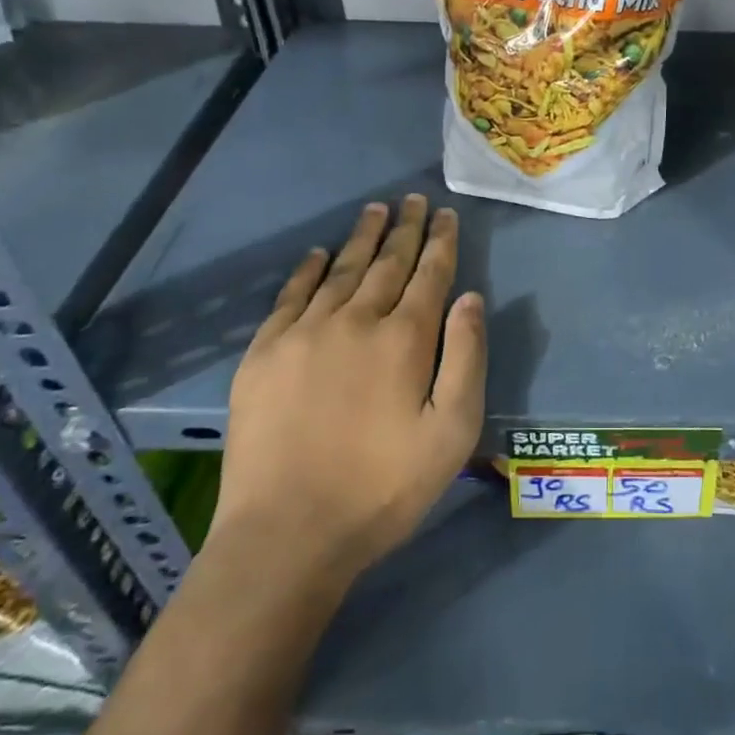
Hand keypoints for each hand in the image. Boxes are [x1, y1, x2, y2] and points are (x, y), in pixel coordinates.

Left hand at [211, 195, 485, 580]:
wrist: (286, 534)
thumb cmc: (383, 488)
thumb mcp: (452, 431)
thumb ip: (466, 357)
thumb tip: (470, 297)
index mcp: (405, 338)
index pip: (429, 274)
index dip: (440, 241)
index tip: (445, 214)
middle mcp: (355, 320)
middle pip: (387, 262)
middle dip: (405, 228)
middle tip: (413, 200)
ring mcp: (304, 334)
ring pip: (341, 270)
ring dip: (362, 238)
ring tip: (375, 211)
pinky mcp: (264, 354)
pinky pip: (291, 295)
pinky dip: (308, 269)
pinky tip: (318, 253)